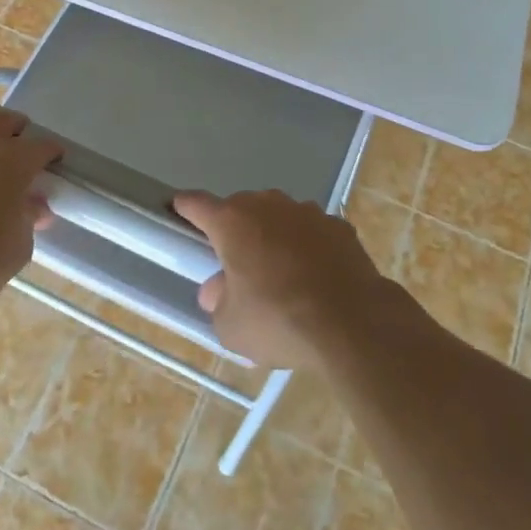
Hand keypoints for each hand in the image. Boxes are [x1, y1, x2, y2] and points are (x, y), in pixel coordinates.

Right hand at [173, 189, 387, 368]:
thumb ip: (217, 302)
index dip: (185, 208)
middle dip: (235, 231)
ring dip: (273, 236)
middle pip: (241, 209)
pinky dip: (308, 248)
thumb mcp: (231, 326)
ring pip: (279, 218)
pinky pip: (312, 233)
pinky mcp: (339, 226)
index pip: (197, 204)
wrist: (352, 321)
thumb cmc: (278, 320)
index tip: (178, 210)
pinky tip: (315, 277)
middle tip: (236, 265)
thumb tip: (217, 290)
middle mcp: (268, 206)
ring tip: (280, 274)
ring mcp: (307, 212)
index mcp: (232, 222)